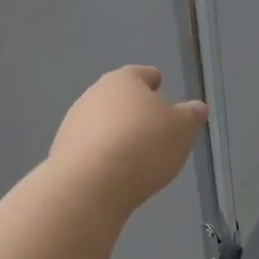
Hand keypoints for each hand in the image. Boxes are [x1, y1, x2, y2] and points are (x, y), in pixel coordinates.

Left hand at [49, 66, 206, 215]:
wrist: (89, 184)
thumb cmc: (143, 146)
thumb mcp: (182, 130)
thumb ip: (191, 116)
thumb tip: (196, 108)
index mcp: (124, 80)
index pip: (142, 74)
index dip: (154, 81)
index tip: (160, 87)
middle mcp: (94, 94)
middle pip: (118, 97)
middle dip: (134, 109)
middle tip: (152, 126)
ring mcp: (74, 122)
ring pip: (102, 122)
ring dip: (116, 132)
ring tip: (134, 153)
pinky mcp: (62, 150)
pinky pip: (90, 147)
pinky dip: (102, 154)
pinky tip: (114, 171)